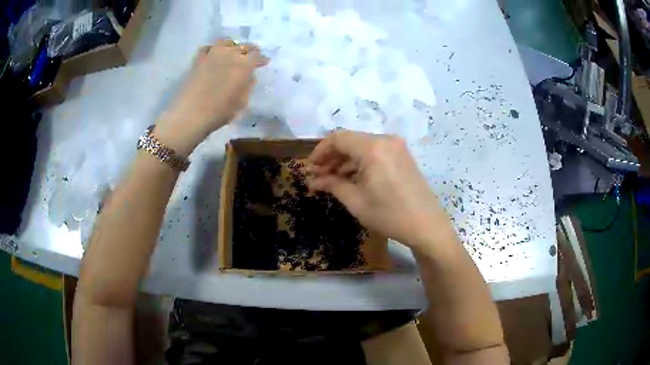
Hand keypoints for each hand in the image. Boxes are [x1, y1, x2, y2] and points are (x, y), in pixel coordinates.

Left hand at [156, 39, 268, 155]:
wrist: (190, 114)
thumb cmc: (219, 112)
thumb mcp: (241, 103)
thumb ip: (247, 86)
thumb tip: (249, 77)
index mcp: (244, 65)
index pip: (257, 56)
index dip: (262, 59)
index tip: (264, 62)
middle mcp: (230, 54)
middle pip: (243, 46)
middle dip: (250, 50)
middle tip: (251, 55)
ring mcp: (212, 54)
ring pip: (226, 42)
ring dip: (232, 45)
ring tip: (233, 51)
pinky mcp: (198, 60)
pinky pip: (207, 48)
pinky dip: (212, 49)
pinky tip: (213, 55)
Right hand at [308, 132, 454, 251]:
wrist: (427, 226)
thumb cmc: (389, 215)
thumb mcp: (356, 201)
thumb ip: (332, 185)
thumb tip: (312, 181)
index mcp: (373, 148)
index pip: (338, 138)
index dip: (320, 151)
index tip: (309, 167)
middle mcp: (385, 140)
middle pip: (350, 141)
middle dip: (332, 157)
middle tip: (318, 176)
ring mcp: (396, 147)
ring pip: (362, 147)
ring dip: (345, 161)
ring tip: (331, 180)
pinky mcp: (402, 156)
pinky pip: (375, 153)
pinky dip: (360, 163)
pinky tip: (351, 178)